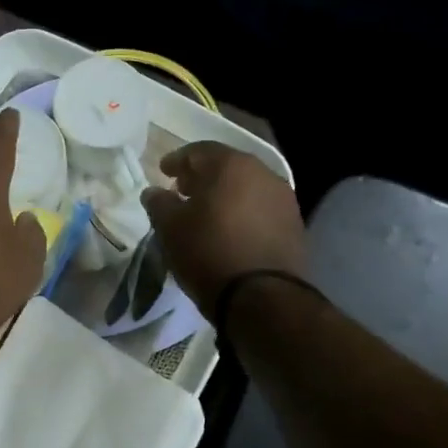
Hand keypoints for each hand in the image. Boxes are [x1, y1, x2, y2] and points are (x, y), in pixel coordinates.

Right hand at [140, 142, 306, 318]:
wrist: (262, 296)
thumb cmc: (208, 252)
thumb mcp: (170, 228)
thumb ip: (159, 203)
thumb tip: (153, 192)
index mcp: (230, 165)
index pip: (198, 151)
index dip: (177, 160)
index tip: (163, 171)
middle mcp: (263, 173)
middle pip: (226, 166)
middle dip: (202, 176)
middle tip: (183, 190)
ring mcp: (283, 198)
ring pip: (246, 187)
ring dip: (224, 194)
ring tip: (206, 212)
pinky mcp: (294, 224)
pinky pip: (260, 208)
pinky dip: (242, 211)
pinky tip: (229, 229)